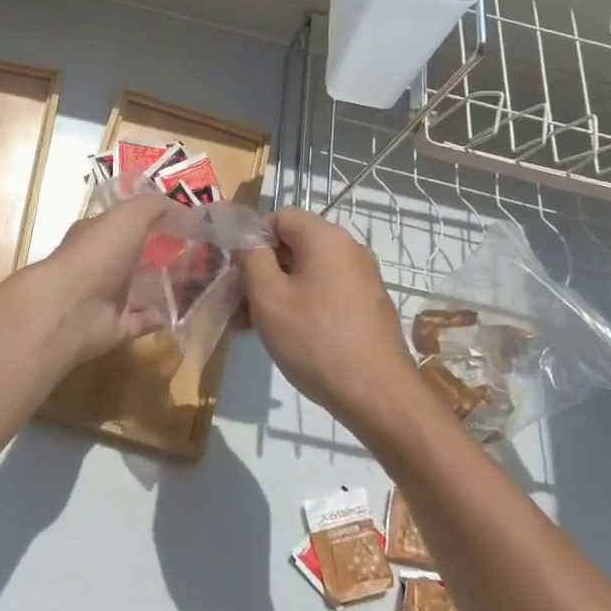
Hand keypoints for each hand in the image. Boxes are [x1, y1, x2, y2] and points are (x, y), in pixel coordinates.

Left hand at [23, 192, 181, 366]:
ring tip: (195, 283)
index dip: (151, 220)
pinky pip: (141, 321)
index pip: (124, 224)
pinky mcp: (115, 327)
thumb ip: (154, 206)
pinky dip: (157, 317)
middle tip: (196, 253)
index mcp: (98, 234)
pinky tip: (179, 311)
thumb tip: (182, 208)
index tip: (184, 221)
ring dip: (161, 287)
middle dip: (160, 255)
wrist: (72, 307)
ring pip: (139, 290)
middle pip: (134, 257)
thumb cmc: (99, 253)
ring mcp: (106, 297)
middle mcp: (100, 264)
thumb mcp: (129, 215)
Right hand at [240, 209, 420, 435]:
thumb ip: (251, 258)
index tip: (234, 270)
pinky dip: (299, 305)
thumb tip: (247, 240)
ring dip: (275, 292)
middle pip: (292, 245)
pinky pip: (324, 292)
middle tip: (236, 303)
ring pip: (306, 273)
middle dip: (259, 270)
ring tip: (250, 326)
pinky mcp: (366, 306)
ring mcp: (361, 278)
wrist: (377, 394)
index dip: (251, 238)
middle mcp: (348, 249)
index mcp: (325, 237)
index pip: (279, 216)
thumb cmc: (315, 339)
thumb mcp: (268, 297)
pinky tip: (281, 336)